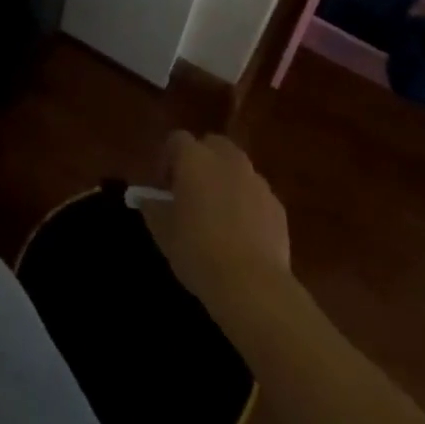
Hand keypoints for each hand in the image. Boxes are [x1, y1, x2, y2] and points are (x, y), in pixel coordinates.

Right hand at [142, 132, 290, 311]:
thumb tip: (148, 198)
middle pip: (212, 145)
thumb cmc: (198, 252)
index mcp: (195, 158)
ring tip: (218, 215)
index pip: (177, 139)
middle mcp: (227, 159)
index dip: (168, 158)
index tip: (164, 186)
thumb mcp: (163, 233)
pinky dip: (247, 204)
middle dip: (201, 161)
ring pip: (237, 168)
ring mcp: (256, 180)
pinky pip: (255, 194)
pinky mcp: (276, 205)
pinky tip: (241, 234)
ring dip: (225, 181)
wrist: (252, 284)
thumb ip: (153, 208)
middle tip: (191, 193)